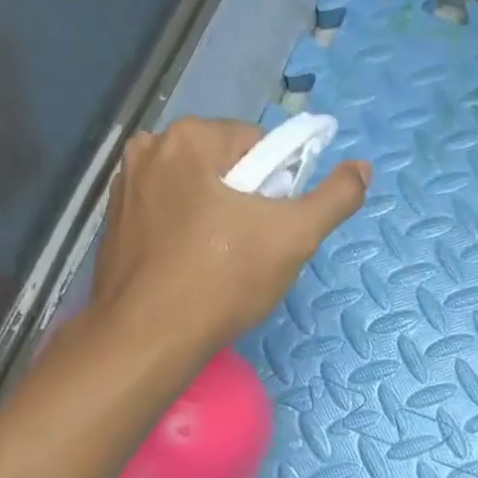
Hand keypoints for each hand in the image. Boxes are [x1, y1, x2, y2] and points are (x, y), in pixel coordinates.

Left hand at [88, 116, 369, 350]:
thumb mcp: (295, 237)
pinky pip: (169, 213)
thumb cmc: (223, 281)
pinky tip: (193, 268)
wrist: (146, 340)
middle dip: (247, 201)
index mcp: (190, 137)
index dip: (278, 186)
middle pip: (226, 165)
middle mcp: (149, 148)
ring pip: (197, 190)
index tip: (275, 227)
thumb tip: (363, 167)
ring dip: (217, 216)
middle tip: (253, 249)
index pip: (259, 145)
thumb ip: (335, 198)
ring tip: (224, 263)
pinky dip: (187, 232)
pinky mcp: (114, 221)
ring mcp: (125, 185)